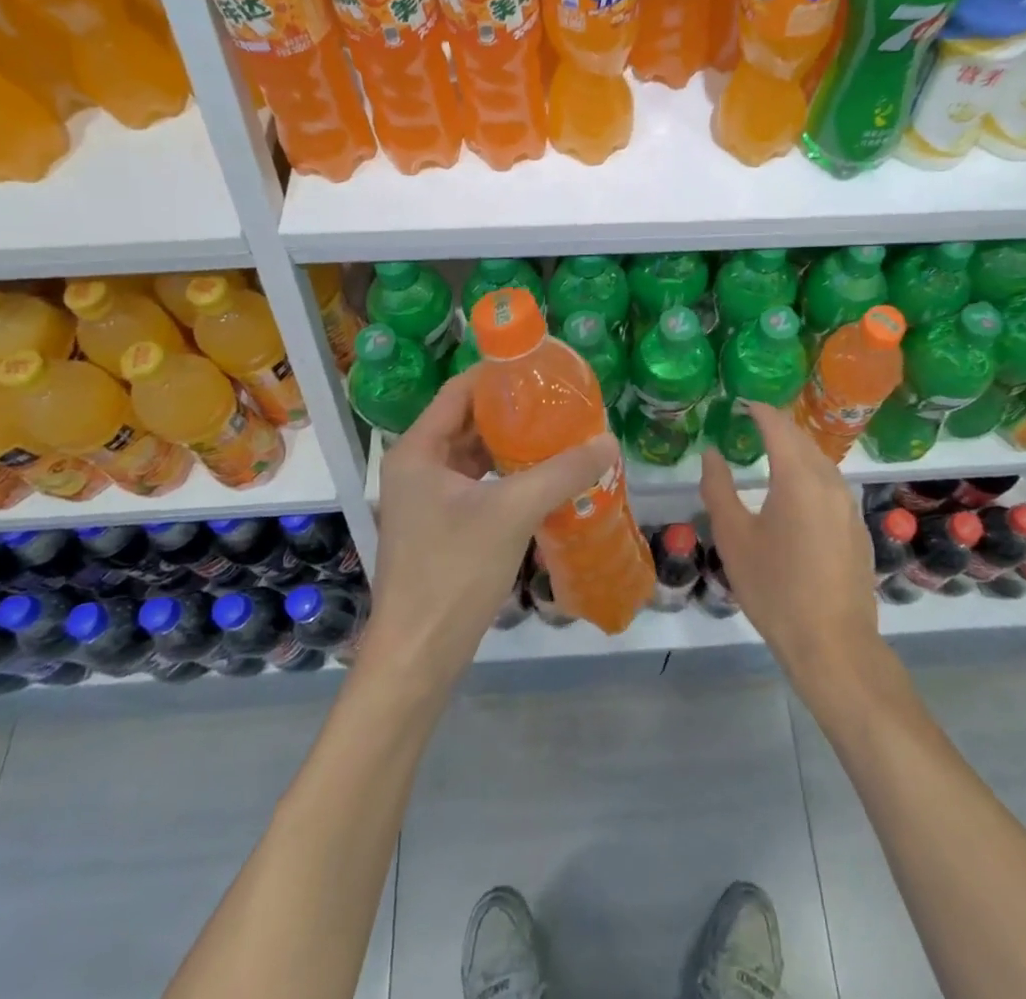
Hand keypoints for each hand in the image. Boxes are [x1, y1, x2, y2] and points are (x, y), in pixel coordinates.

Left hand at [368, 368, 617, 687]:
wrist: (419, 656)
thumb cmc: (454, 572)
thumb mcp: (513, 512)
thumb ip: (562, 472)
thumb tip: (608, 440)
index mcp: (418, 450)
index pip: (460, 391)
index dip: (499, 376)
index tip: (543, 369)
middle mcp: (417, 466)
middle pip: (468, 420)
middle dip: (514, 411)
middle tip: (561, 403)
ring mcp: (427, 498)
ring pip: (475, 454)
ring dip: (514, 445)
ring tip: (560, 433)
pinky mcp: (441, 525)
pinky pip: (478, 484)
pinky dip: (508, 475)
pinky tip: (544, 477)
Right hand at [700, 402, 881, 685]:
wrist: (832, 643)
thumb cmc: (775, 588)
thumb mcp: (734, 538)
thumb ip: (719, 489)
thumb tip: (712, 454)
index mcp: (798, 477)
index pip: (778, 426)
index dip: (759, 410)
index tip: (740, 403)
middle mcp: (829, 482)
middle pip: (802, 439)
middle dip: (777, 426)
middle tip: (751, 422)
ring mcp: (849, 505)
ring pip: (820, 461)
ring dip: (795, 449)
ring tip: (770, 451)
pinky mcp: (857, 527)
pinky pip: (831, 484)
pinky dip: (810, 473)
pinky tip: (795, 492)